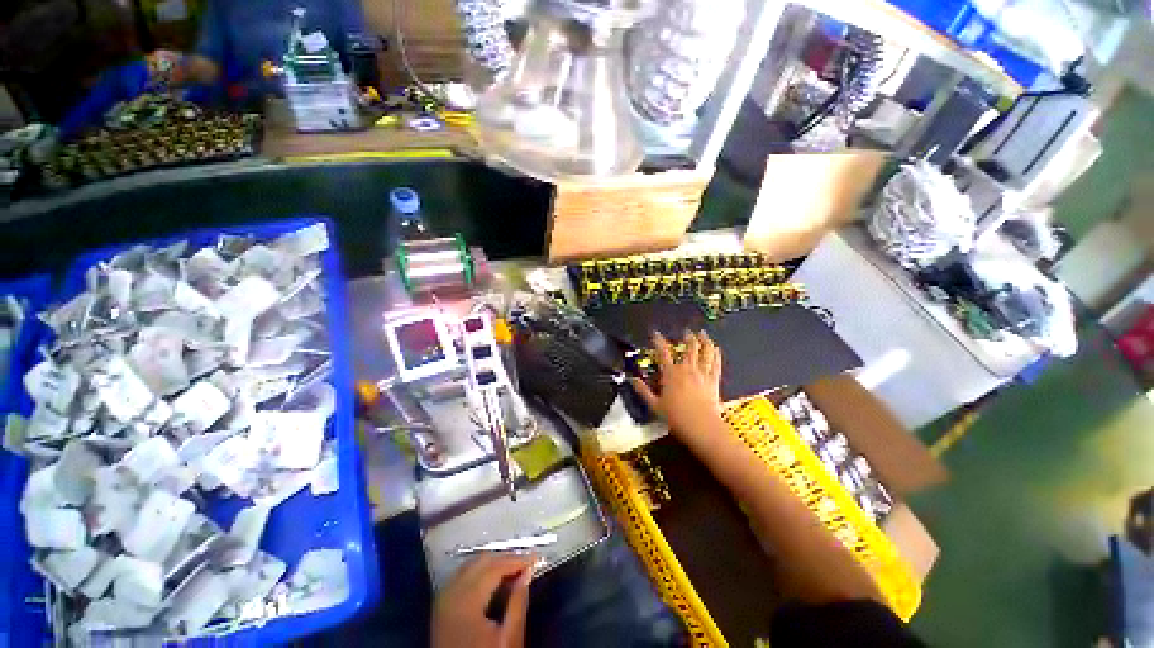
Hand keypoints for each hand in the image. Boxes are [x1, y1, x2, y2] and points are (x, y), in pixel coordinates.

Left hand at [432, 554, 534, 647]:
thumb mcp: (509, 639)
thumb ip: (518, 603)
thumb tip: (528, 572)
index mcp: (467, 601)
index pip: (495, 567)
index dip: (517, 560)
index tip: (536, 558)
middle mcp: (451, 593)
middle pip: (481, 561)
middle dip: (505, 559)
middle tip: (526, 564)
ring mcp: (443, 599)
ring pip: (470, 565)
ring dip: (492, 563)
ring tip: (513, 570)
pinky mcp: (440, 606)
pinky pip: (461, 576)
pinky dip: (478, 571)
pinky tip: (492, 580)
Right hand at [630, 330, 723, 442]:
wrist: (701, 427)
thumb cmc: (676, 417)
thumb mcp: (654, 405)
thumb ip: (642, 390)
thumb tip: (631, 379)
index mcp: (671, 374)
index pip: (663, 353)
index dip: (659, 341)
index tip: (656, 333)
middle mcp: (687, 369)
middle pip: (689, 348)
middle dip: (688, 337)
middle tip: (687, 331)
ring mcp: (702, 374)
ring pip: (704, 352)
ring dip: (704, 341)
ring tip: (703, 333)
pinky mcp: (713, 381)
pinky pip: (715, 363)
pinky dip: (715, 354)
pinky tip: (716, 348)